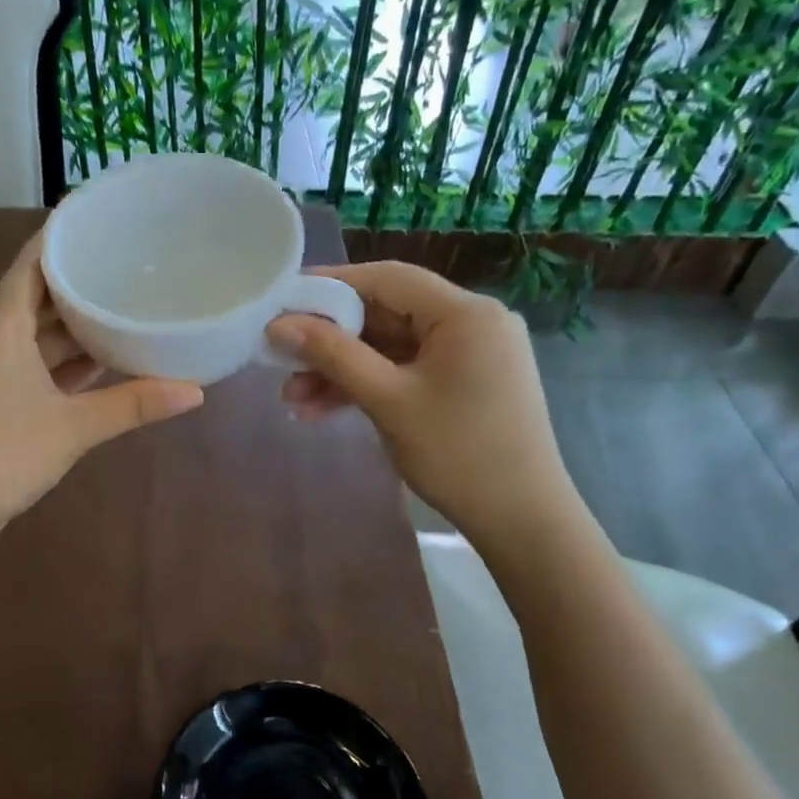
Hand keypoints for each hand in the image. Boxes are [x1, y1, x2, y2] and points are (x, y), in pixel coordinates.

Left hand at [0, 233, 204, 547]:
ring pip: (37, 335)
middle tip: (125, 263)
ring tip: (122, 307)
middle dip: (77, 282)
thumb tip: (196, 392)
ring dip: (74, 326)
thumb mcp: (74, 427)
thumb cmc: (3, 453)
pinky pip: (35, 365)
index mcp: (3, 328)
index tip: (94, 218)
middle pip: (36, 297)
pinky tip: (101, 362)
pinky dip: (65, 361)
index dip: (57, 238)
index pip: (29, 264)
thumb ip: (134, 405)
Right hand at [268, 261, 581, 551]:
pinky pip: (405, 370)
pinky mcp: (464, 382)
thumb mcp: (387, 400)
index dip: (330, 285)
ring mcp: (470, 354)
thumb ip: (332, 355)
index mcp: (465, 313)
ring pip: (390, 347)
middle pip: (386, 313)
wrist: (521, 520)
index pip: (387, 279)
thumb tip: (278, 324)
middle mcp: (472, 321)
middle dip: (330, 340)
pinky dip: (368, 385)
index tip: (282, 300)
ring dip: (342, 369)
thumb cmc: (457, 454)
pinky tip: (324, 409)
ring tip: (293, 400)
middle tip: (281, 358)